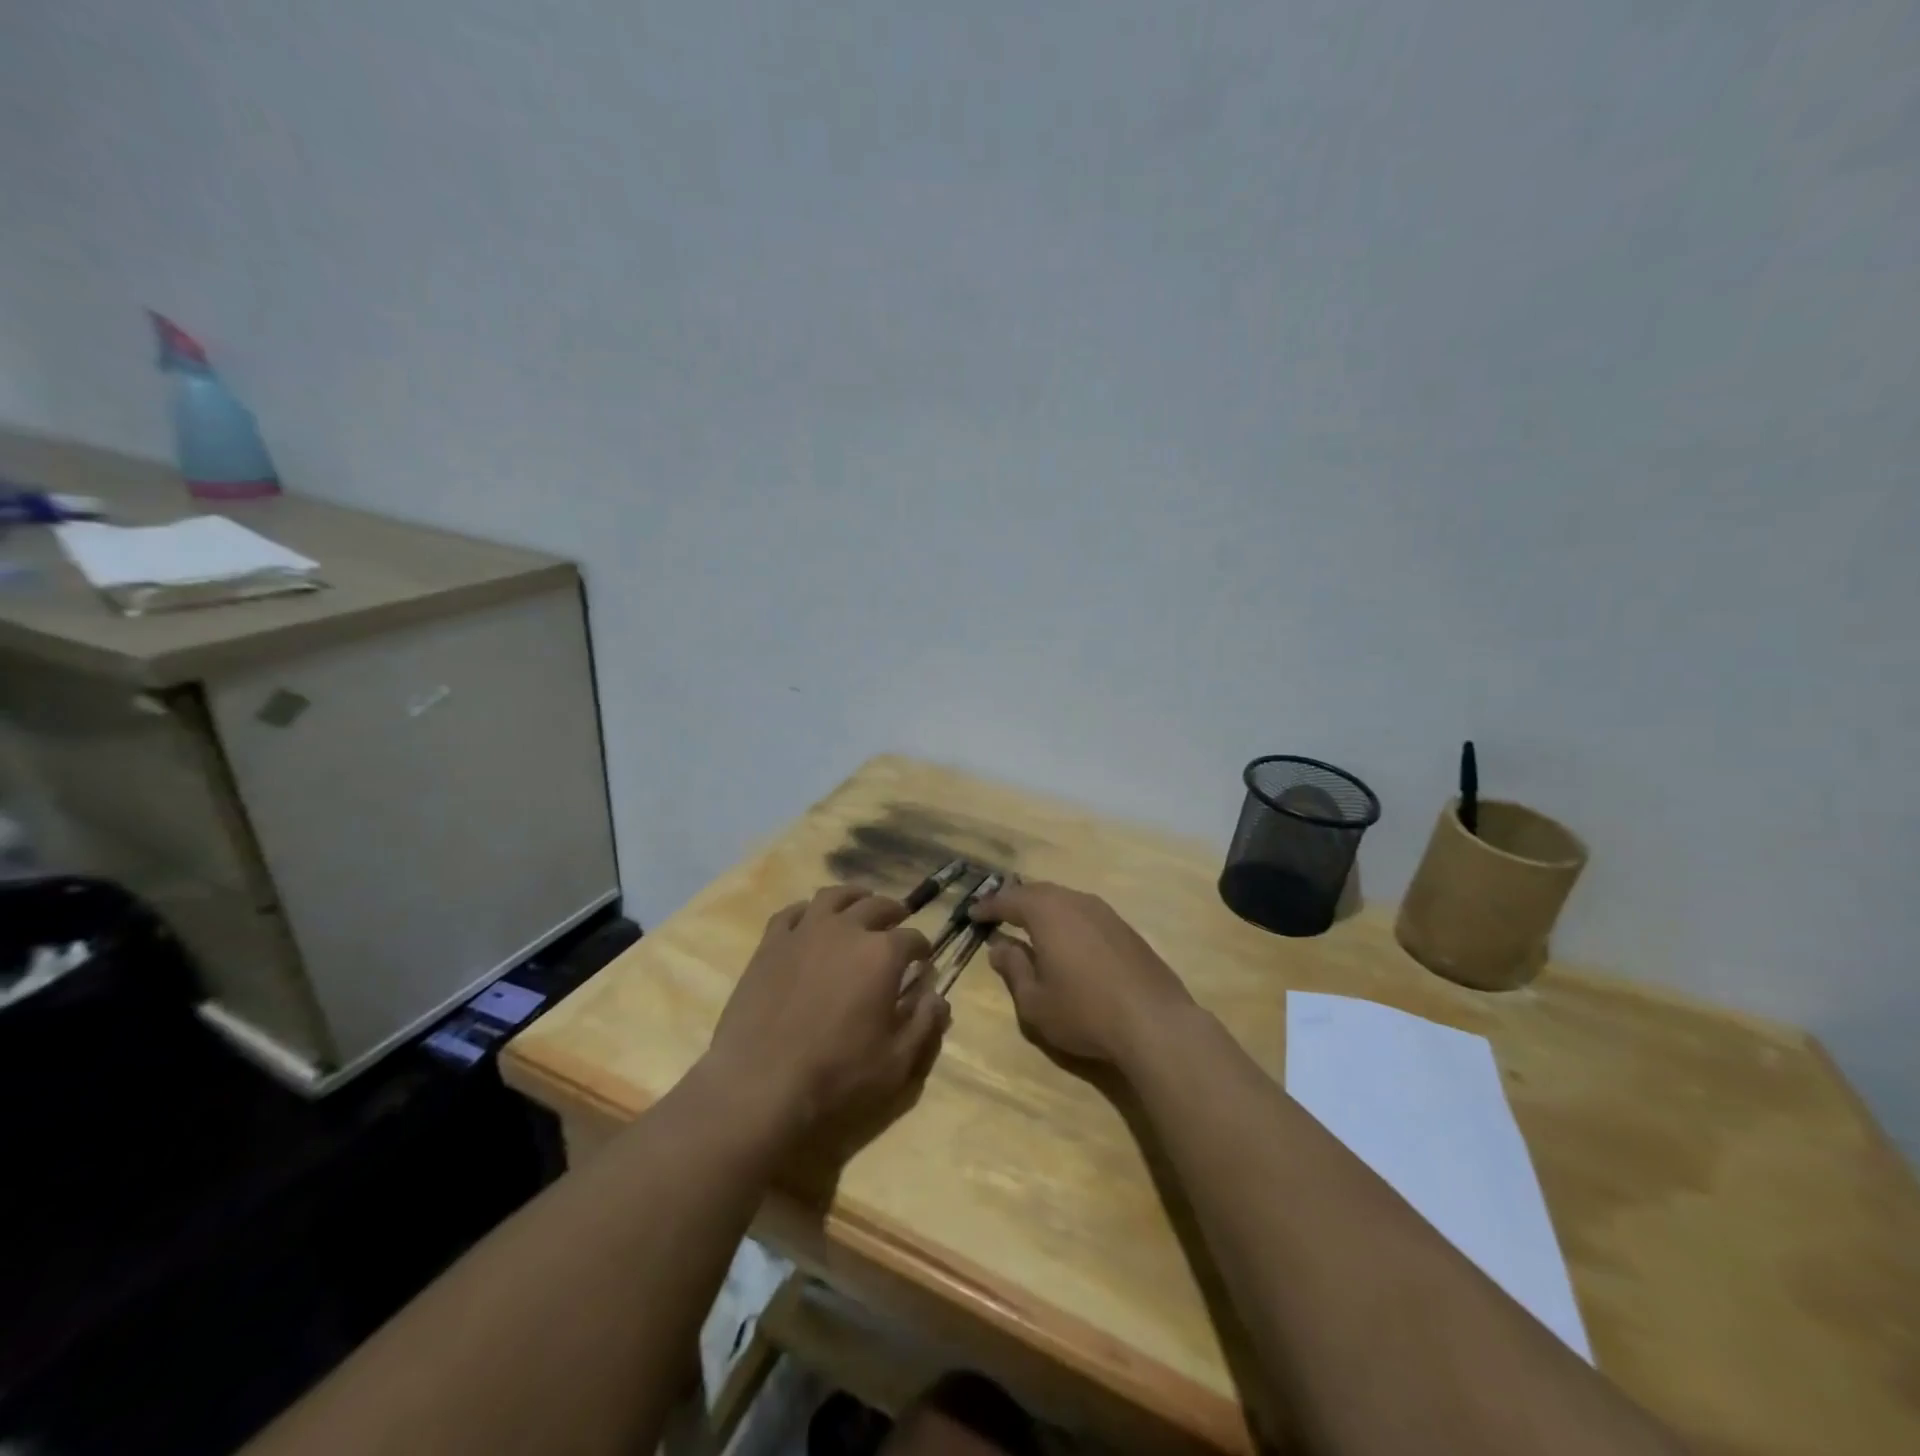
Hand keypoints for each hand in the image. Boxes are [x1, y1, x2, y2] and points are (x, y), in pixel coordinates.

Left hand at [705, 886, 948, 1141]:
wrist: (759, 1086)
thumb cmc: (837, 1077)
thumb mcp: (897, 1062)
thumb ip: (925, 1024)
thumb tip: (939, 996)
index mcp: (882, 954)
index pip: (913, 939)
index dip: (923, 949)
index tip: (924, 960)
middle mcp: (846, 930)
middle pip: (877, 906)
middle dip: (894, 913)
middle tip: (899, 922)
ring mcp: (804, 932)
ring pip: (834, 897)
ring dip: (854, 897)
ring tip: (860, 903)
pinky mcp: (770, 945)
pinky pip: (791, 913)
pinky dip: (807, 910)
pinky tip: (811, 918)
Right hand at [970, 880, 1193, 1066]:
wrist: (1154, 1022)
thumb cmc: (1084, 1012)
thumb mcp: (1035, 1001)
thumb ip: (1014, 969)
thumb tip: (1000, 947)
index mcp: (1047, 913)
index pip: (1009, 901)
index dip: (989, 906)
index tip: (973, 913)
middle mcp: (1076, 902)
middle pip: (1039, 892)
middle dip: (1016, 901)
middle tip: (999, 913)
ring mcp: (1105, 913)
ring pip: (1065, 900)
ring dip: (1044, 908)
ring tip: (1030, 924)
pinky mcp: (1126, 929)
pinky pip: (1086, 913)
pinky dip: (1067, 919)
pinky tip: (1067, 939)